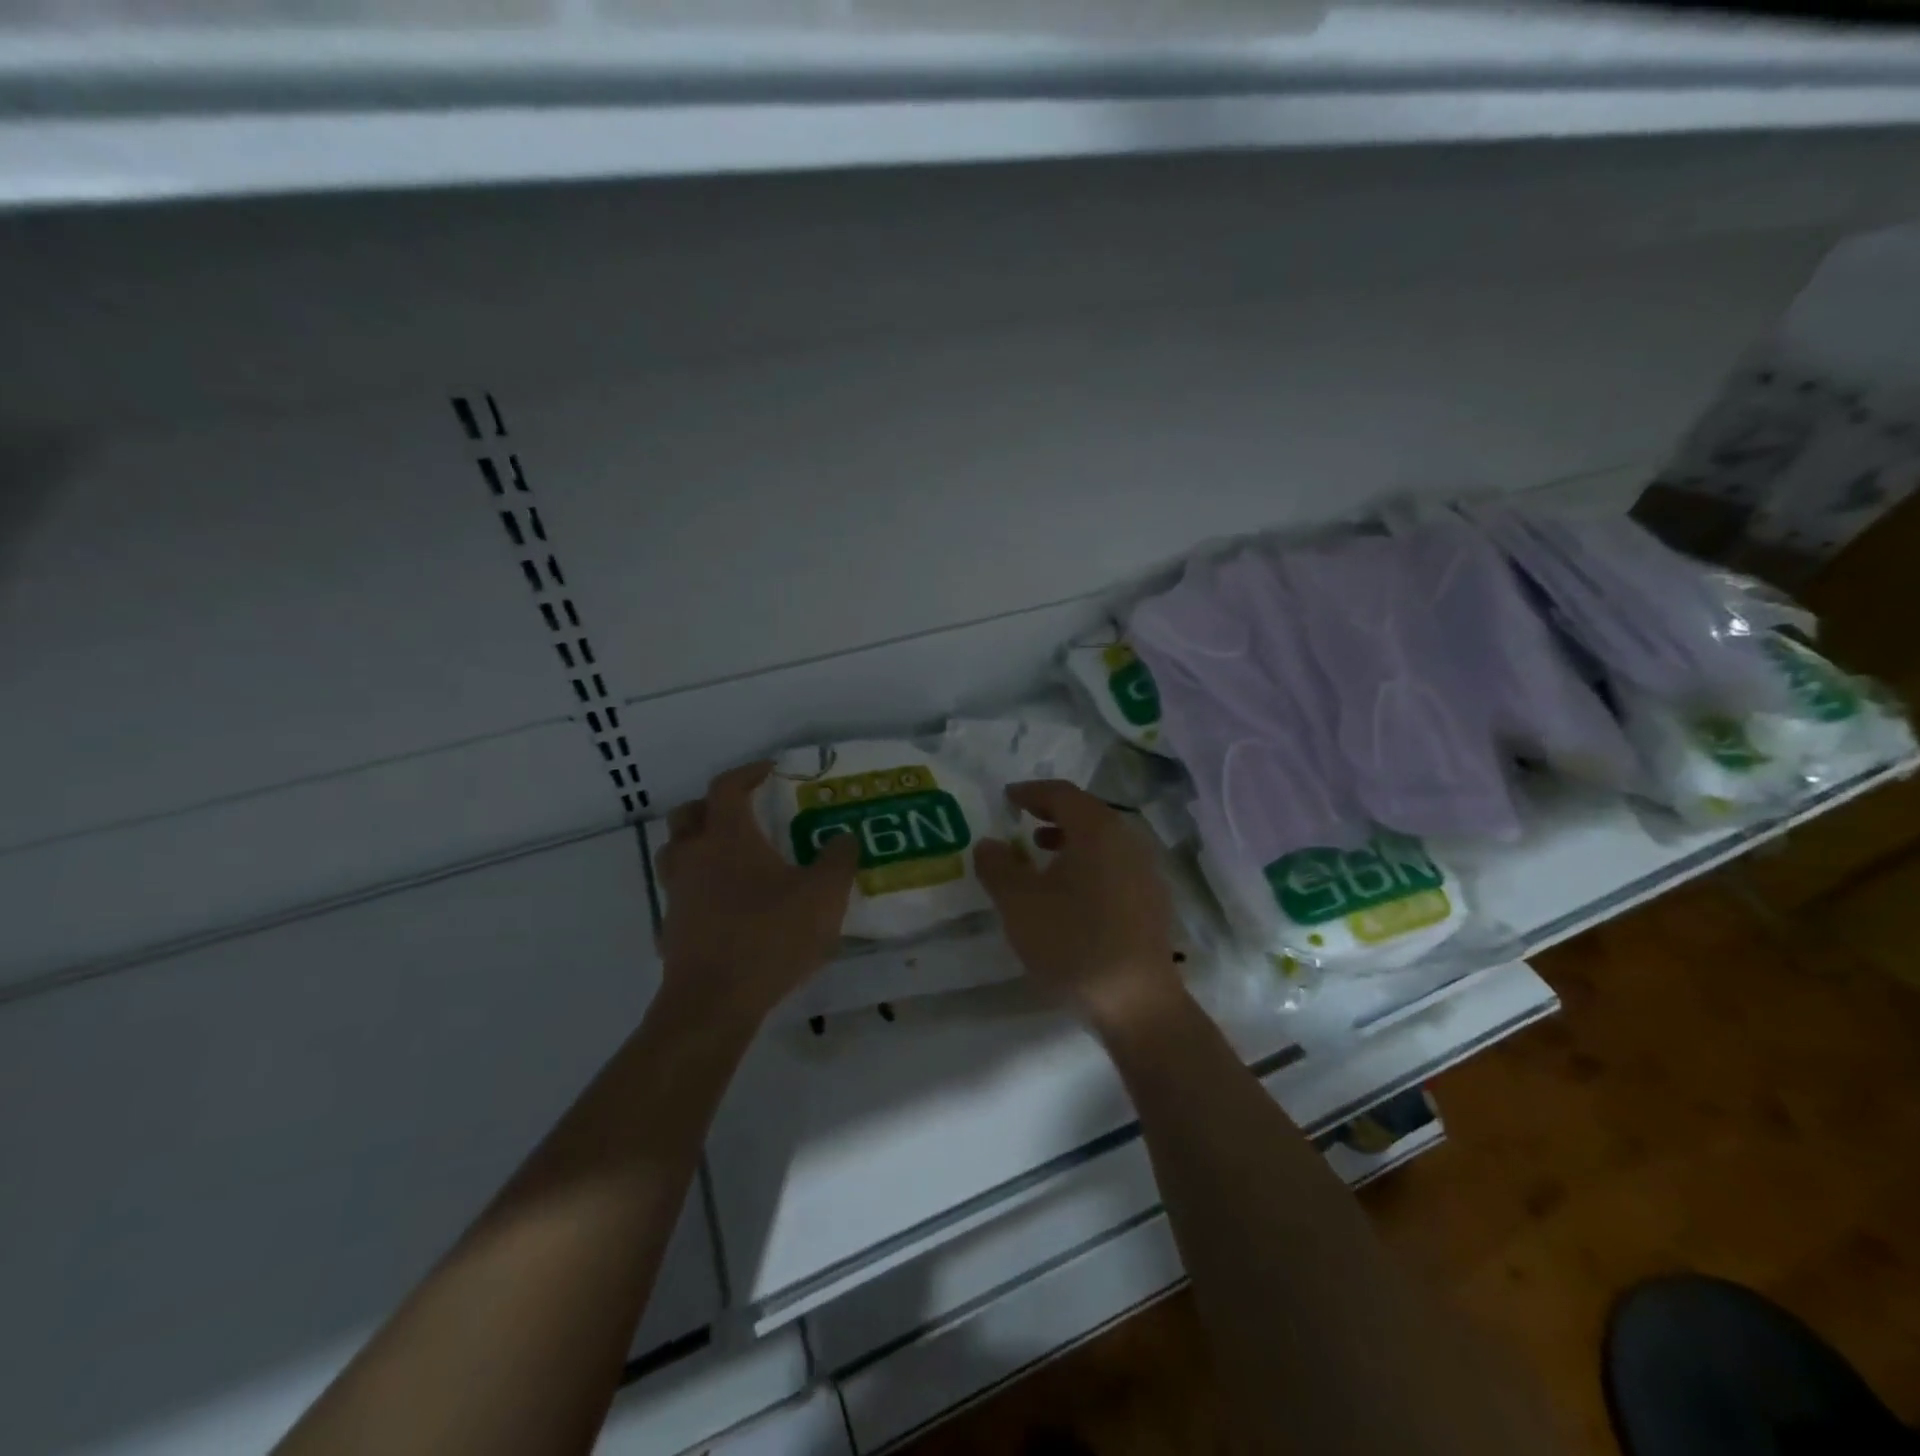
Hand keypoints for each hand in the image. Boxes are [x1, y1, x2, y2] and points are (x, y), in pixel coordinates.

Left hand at [655, 761, 858, 1027]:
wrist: (714, 1002)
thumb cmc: (769, 937)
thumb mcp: (823, 896)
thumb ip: (838, 861)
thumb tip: (845, 837)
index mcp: (727, 837)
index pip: (727, 787)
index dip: (748, 772)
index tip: (771, 770)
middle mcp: (694, 857)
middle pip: (689, 814)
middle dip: (713, 805)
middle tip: (743, 811)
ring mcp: (677, 894)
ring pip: (677, 853)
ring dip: (699, 844)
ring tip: (732, 856)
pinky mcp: (671, 928)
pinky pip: (681, 894)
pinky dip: (699, 888)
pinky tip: (725, 905)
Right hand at [974, 781, 1184, 1033]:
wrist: (1136, 1003)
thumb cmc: (1073, 943)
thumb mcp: (1020, 904)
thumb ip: (998, 867)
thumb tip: (989, 843)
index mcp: (1098, 831)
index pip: (1062, 794)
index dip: (1031, 792)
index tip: (1007, 798)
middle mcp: (1128, 841)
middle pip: (1088, 813)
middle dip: (1052, 814)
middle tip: (1022, 822)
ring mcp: (1147, 872)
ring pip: (1103, 840)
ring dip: (1070, 840)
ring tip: (1040, 855)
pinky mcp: (1153, 901)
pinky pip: (1115, 864)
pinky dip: (1089, 863)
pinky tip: (1071, 892)